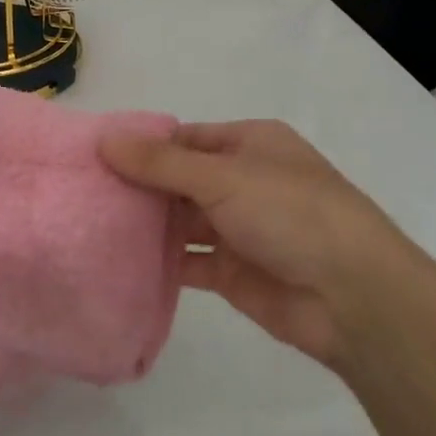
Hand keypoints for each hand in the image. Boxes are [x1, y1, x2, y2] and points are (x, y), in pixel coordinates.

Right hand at [101, 119, 435, 370]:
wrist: (353, 297)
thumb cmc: (291, 214)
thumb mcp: (223, 177)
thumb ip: (161, 163)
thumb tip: (105, 140)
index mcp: (251, 144)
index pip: (185, 138)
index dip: (142, 145)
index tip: (94, 155)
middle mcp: (244, 181)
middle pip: (179, 179)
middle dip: (138, 185)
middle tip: (82, 191)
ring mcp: (239, 228)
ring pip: (181, 220)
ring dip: (146, 223)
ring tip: (90, 223)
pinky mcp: (233, 272)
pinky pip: (188, 261)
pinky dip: (159, 261)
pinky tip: (118, 261)